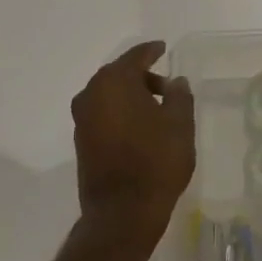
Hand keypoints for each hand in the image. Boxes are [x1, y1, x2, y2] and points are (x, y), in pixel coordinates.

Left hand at [72, 41, 195, 240]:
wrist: (123, 211)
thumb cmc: (156, 161)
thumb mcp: (180, 125)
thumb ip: (179, 96)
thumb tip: (176, 81)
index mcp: (114, 83)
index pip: (135, 57)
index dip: (151, 51)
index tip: (163, 48)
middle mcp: (91, 95)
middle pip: (119, 75)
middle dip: (143, 77)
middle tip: (167, 87)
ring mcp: (82, 120)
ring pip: (110, 96)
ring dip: (132, 97)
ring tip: (158, 110)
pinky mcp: (82, 142)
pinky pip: (104, 114)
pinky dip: (121, 113)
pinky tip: (141, 128)